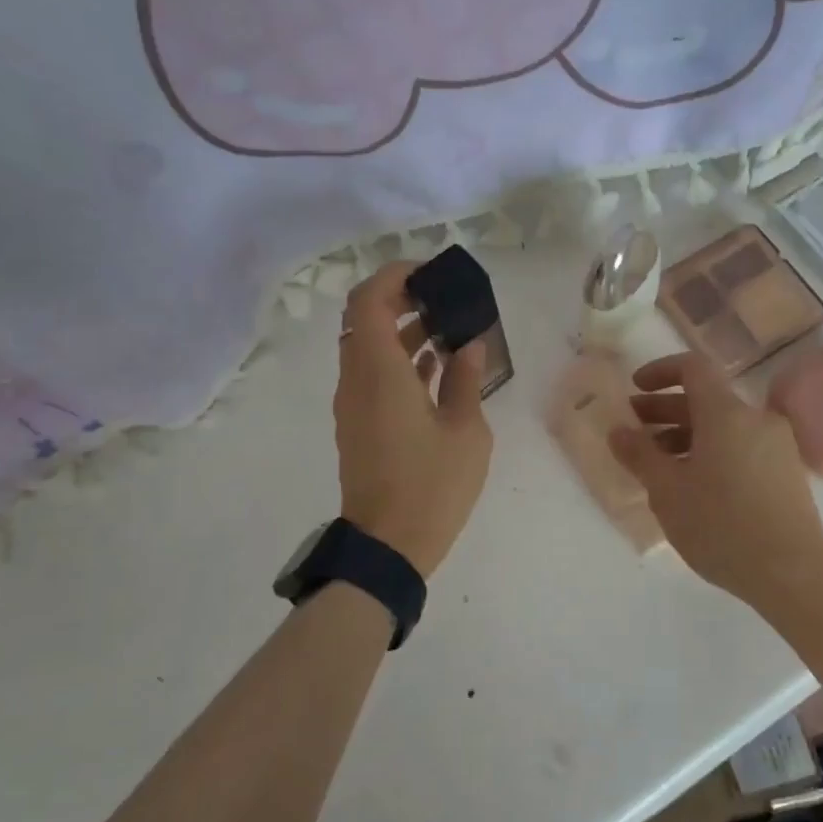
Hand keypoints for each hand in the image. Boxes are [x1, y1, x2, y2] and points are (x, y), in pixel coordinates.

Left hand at [334, 263, 492, 578]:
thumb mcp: (465, 431)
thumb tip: (469, 345)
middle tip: (446, 299)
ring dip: (404, 330)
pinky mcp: (360, 424)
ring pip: (370, 347)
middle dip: (403, 299)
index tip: (432, 274)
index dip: (396, 275)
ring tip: (451, 328)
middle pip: (366, 318)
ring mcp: (354, 403)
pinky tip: (439, 365)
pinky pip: (374, 375)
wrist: (388, 547)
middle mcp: (356, 379)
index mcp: (378, 372)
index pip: (368, 299)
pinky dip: (401, 360)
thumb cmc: (431, 486)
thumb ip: (464, 379)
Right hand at [609, 353, 822, 611]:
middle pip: (706, 399)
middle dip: (665, 410)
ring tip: (659, 465)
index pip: (693, 368)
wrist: (792, 573)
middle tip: (634, 432)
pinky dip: (712, 452)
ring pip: (724, 426)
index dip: (660, 371)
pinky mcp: (786, 472)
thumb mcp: (667, 491)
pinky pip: (741, 447)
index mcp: (727, 413)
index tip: (634, 390)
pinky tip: (693, 485)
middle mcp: (756, 419)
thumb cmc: (721, 526)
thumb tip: (618, 430)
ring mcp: (777, 445)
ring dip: (687, 435)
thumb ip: (639, 455)